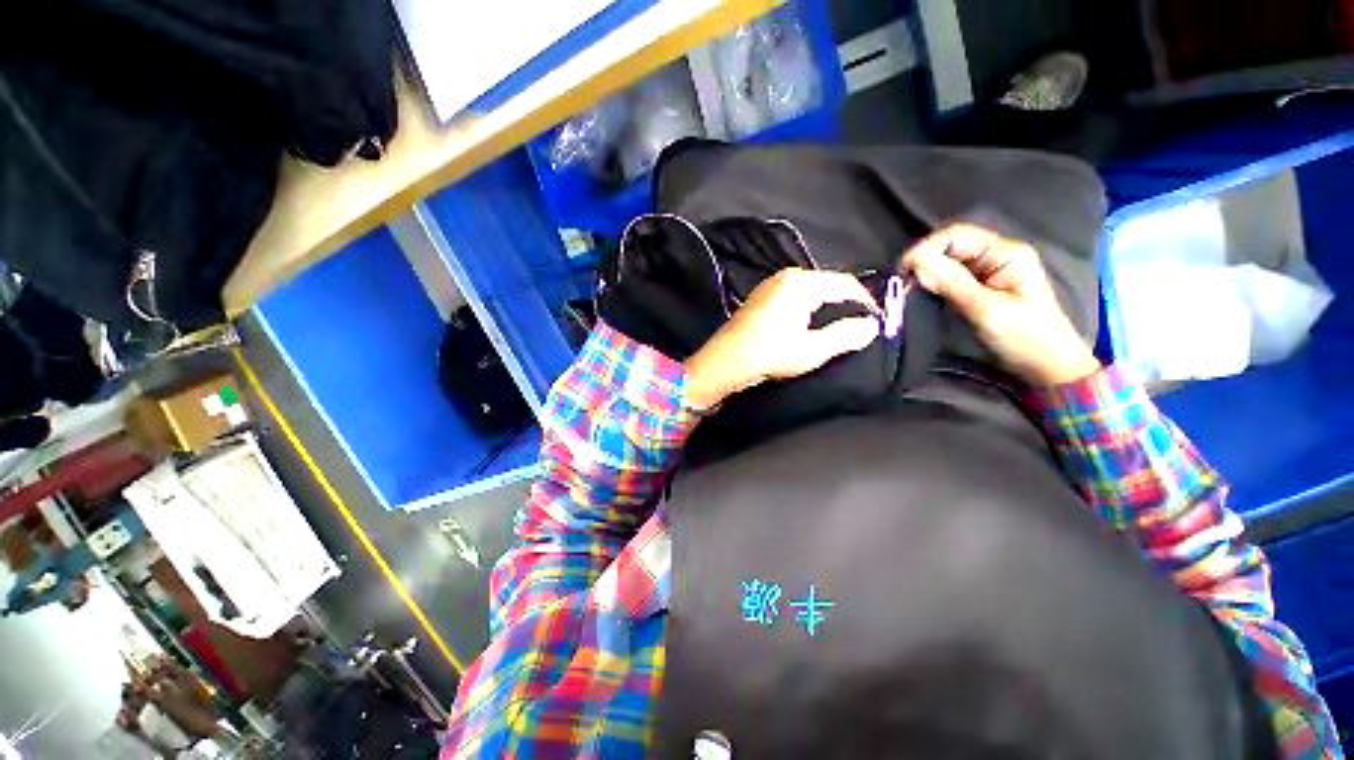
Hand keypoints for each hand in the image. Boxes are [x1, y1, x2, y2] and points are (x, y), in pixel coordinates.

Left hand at [684, 268, 879, 410]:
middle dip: (845, 302)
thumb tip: (871, 325)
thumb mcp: (813, 350)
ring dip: (827, 304)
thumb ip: (846, 335)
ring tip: (838, 325)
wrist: (724, 362)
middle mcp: (786, 276)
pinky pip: (794, 294)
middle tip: (859, 324)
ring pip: (811, 289)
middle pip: (828, 283)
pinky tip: (809, 322)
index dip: (866, 301)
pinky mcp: (761, 295)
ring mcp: (771, 284)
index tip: (877, 319)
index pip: (846, 284)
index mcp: (801, 283)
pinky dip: (808, 305)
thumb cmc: (769, 355)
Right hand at [902, 224, 1099, 385]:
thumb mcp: (988, 311)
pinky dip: (930, 284)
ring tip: (904, 290)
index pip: (957, 235)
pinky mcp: (976, 289)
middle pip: (949, 246)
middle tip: (899, 283)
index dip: (926, 248)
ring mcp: (985, 273)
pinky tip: (918, 294)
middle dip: (922, 261)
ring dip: (924, 273)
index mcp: (1006, 253)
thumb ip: (954, 284)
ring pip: (946, 262)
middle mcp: (995, 256)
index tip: (902, 272)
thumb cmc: (1025, 338)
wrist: (1046, 366)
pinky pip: (947, 278)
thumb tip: (917, 263)